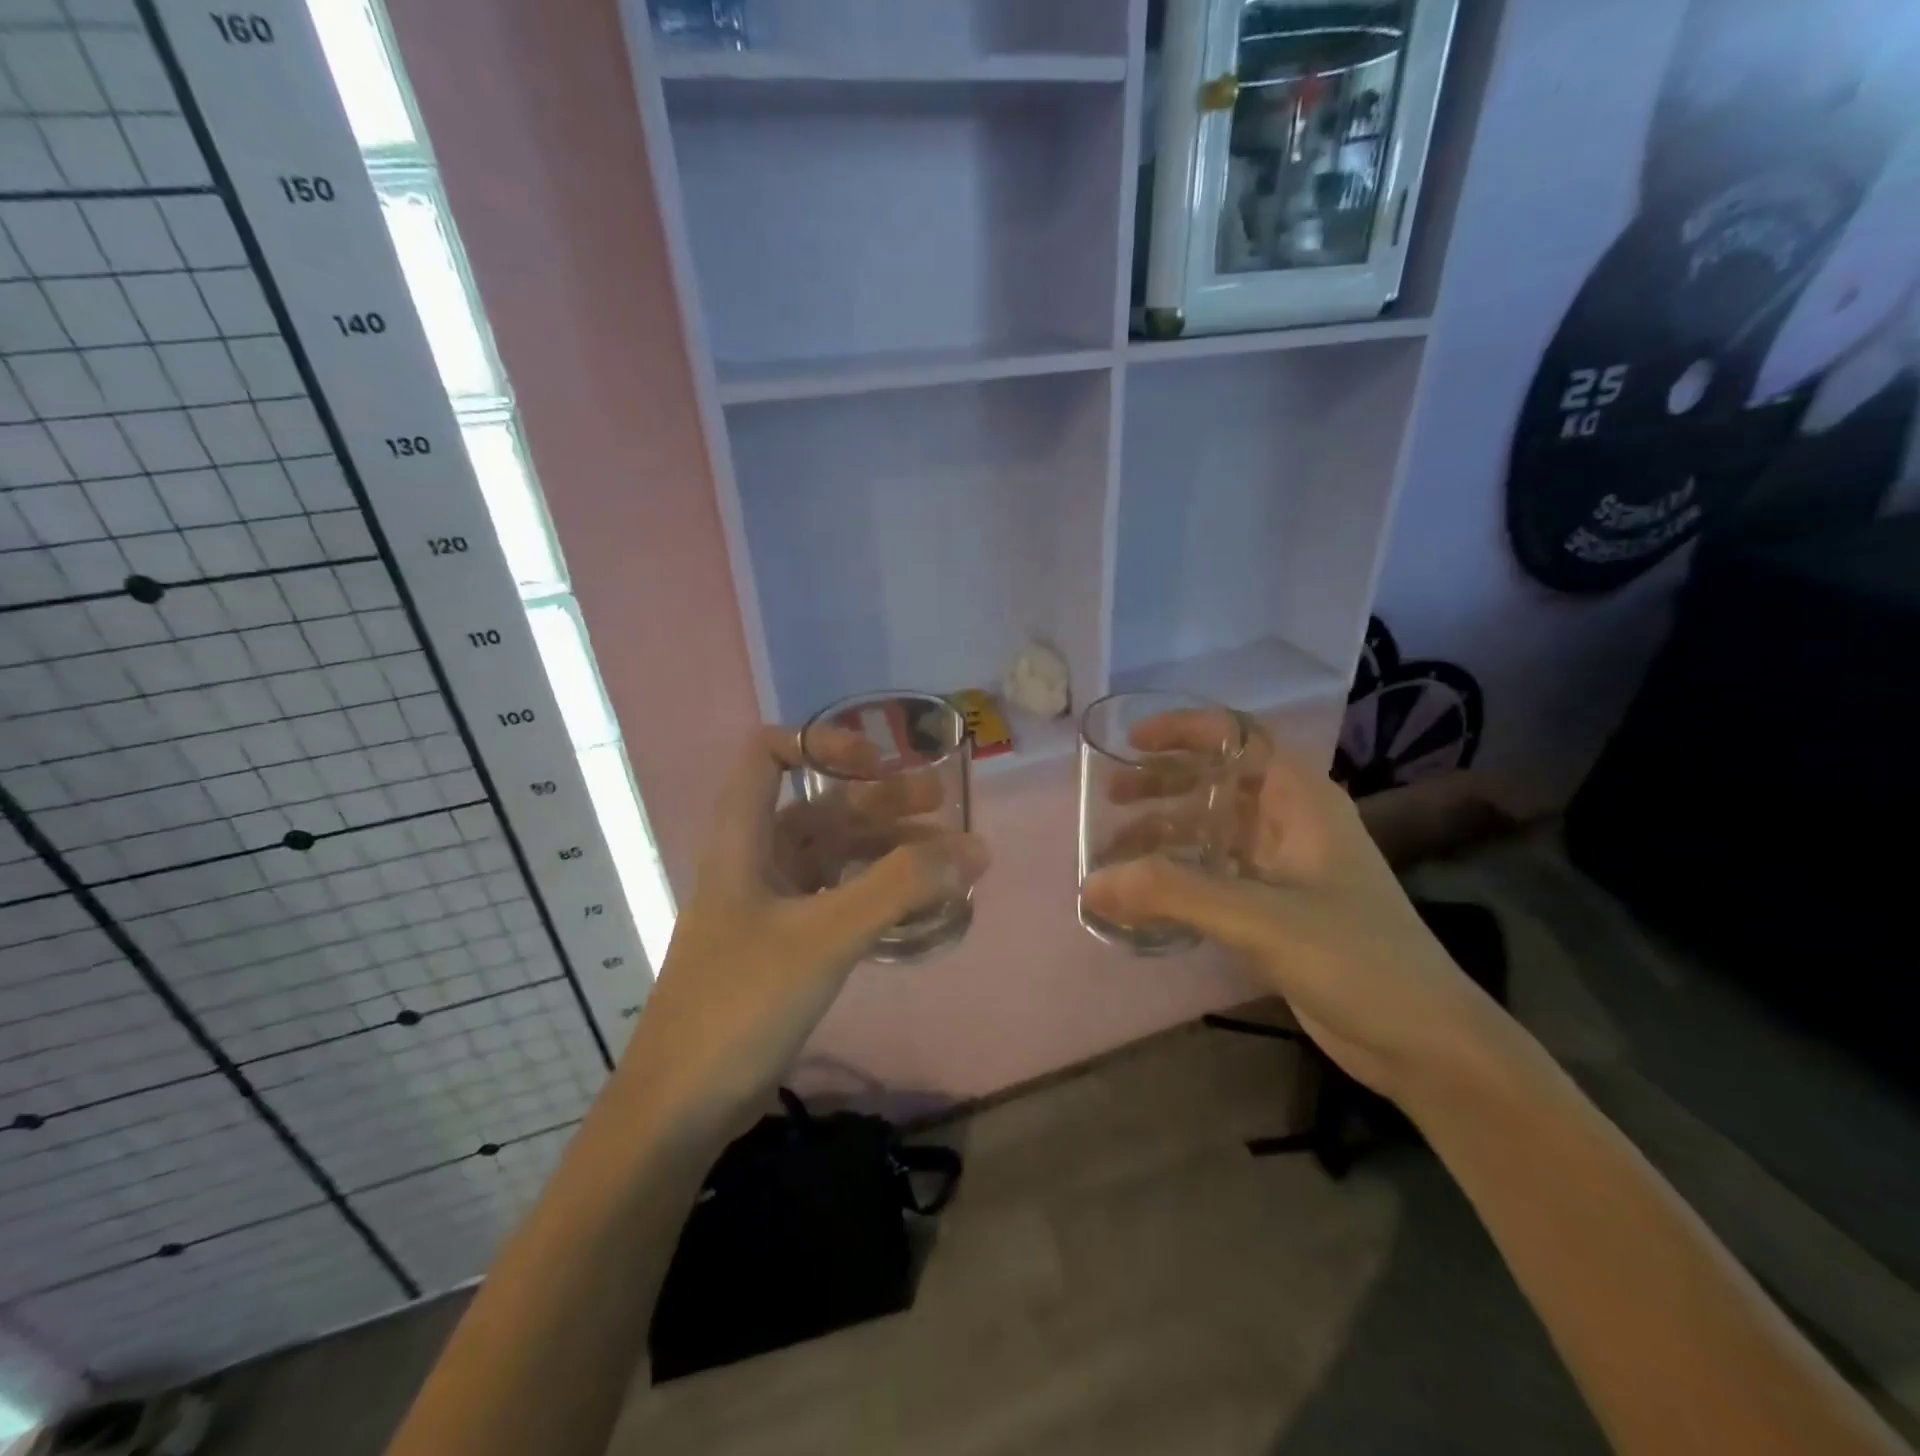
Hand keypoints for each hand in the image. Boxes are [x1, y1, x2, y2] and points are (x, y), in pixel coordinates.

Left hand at [614, 726, 989, 1136]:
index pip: (766, 755)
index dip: (820, 743)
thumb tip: (973, 848)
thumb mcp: (824, 936)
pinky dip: (878, 894)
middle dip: (880, 800)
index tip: (877, 762)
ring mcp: (770, 906)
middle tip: (942, 803)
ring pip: (834, 856)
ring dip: (888, 849)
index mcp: (742, 839)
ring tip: (949, 858)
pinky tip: (920, 906)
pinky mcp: (785, 946)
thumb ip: (899, 887)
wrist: (680, 1106)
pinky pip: (839, 900)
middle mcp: (754, 862)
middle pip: (818, 807)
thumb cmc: (740, 1003)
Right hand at [1080, 716, 1502, 1103]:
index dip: (1185, 729)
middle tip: (1111, 800)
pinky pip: (1216, 874)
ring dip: (1165, 833)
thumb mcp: (1261, 917)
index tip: (1131, 743)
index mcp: (1301, 800)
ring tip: (1114, 853)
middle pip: (1218, 781)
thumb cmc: (1356, 959)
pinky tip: (1146, 896)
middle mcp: (1292, 822)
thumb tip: (1091, 884)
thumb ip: (1174, 894)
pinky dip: (1178, 876)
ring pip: (1214, 829)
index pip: (1238, 736)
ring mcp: (1286, 867)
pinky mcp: (1277, 908)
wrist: (1423, 1041)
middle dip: (1163, 783)